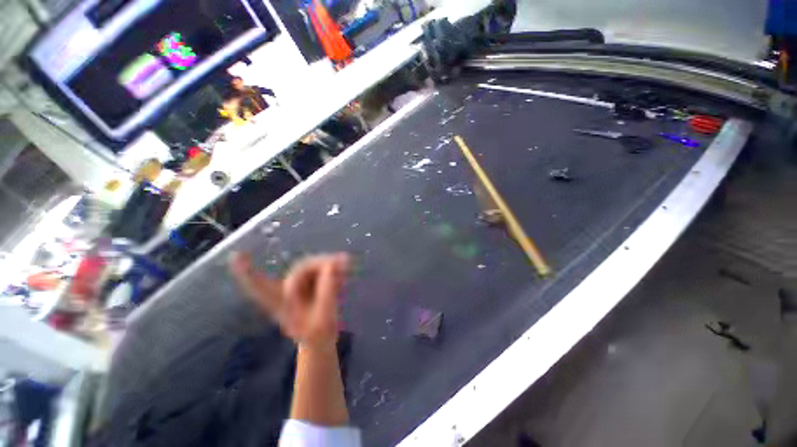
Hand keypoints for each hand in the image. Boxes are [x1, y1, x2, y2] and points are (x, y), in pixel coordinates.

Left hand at [230, 252, 349, 349]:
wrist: (322, 339)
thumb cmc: (318, 335)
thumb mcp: (324, 318)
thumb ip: (327, 292)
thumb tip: (331, 266)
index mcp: (279, 303)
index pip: (259, 286)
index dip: (248, 272)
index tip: (237, 256)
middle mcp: (285, 290)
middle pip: (302, 269)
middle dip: (323, 264)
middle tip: (344, 263)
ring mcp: (298, 286)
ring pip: (314, 266)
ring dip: (332, 267)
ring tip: (346, 274)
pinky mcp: (310, 283)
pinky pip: (322, 270)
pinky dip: (334, 272)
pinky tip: (343, 280)